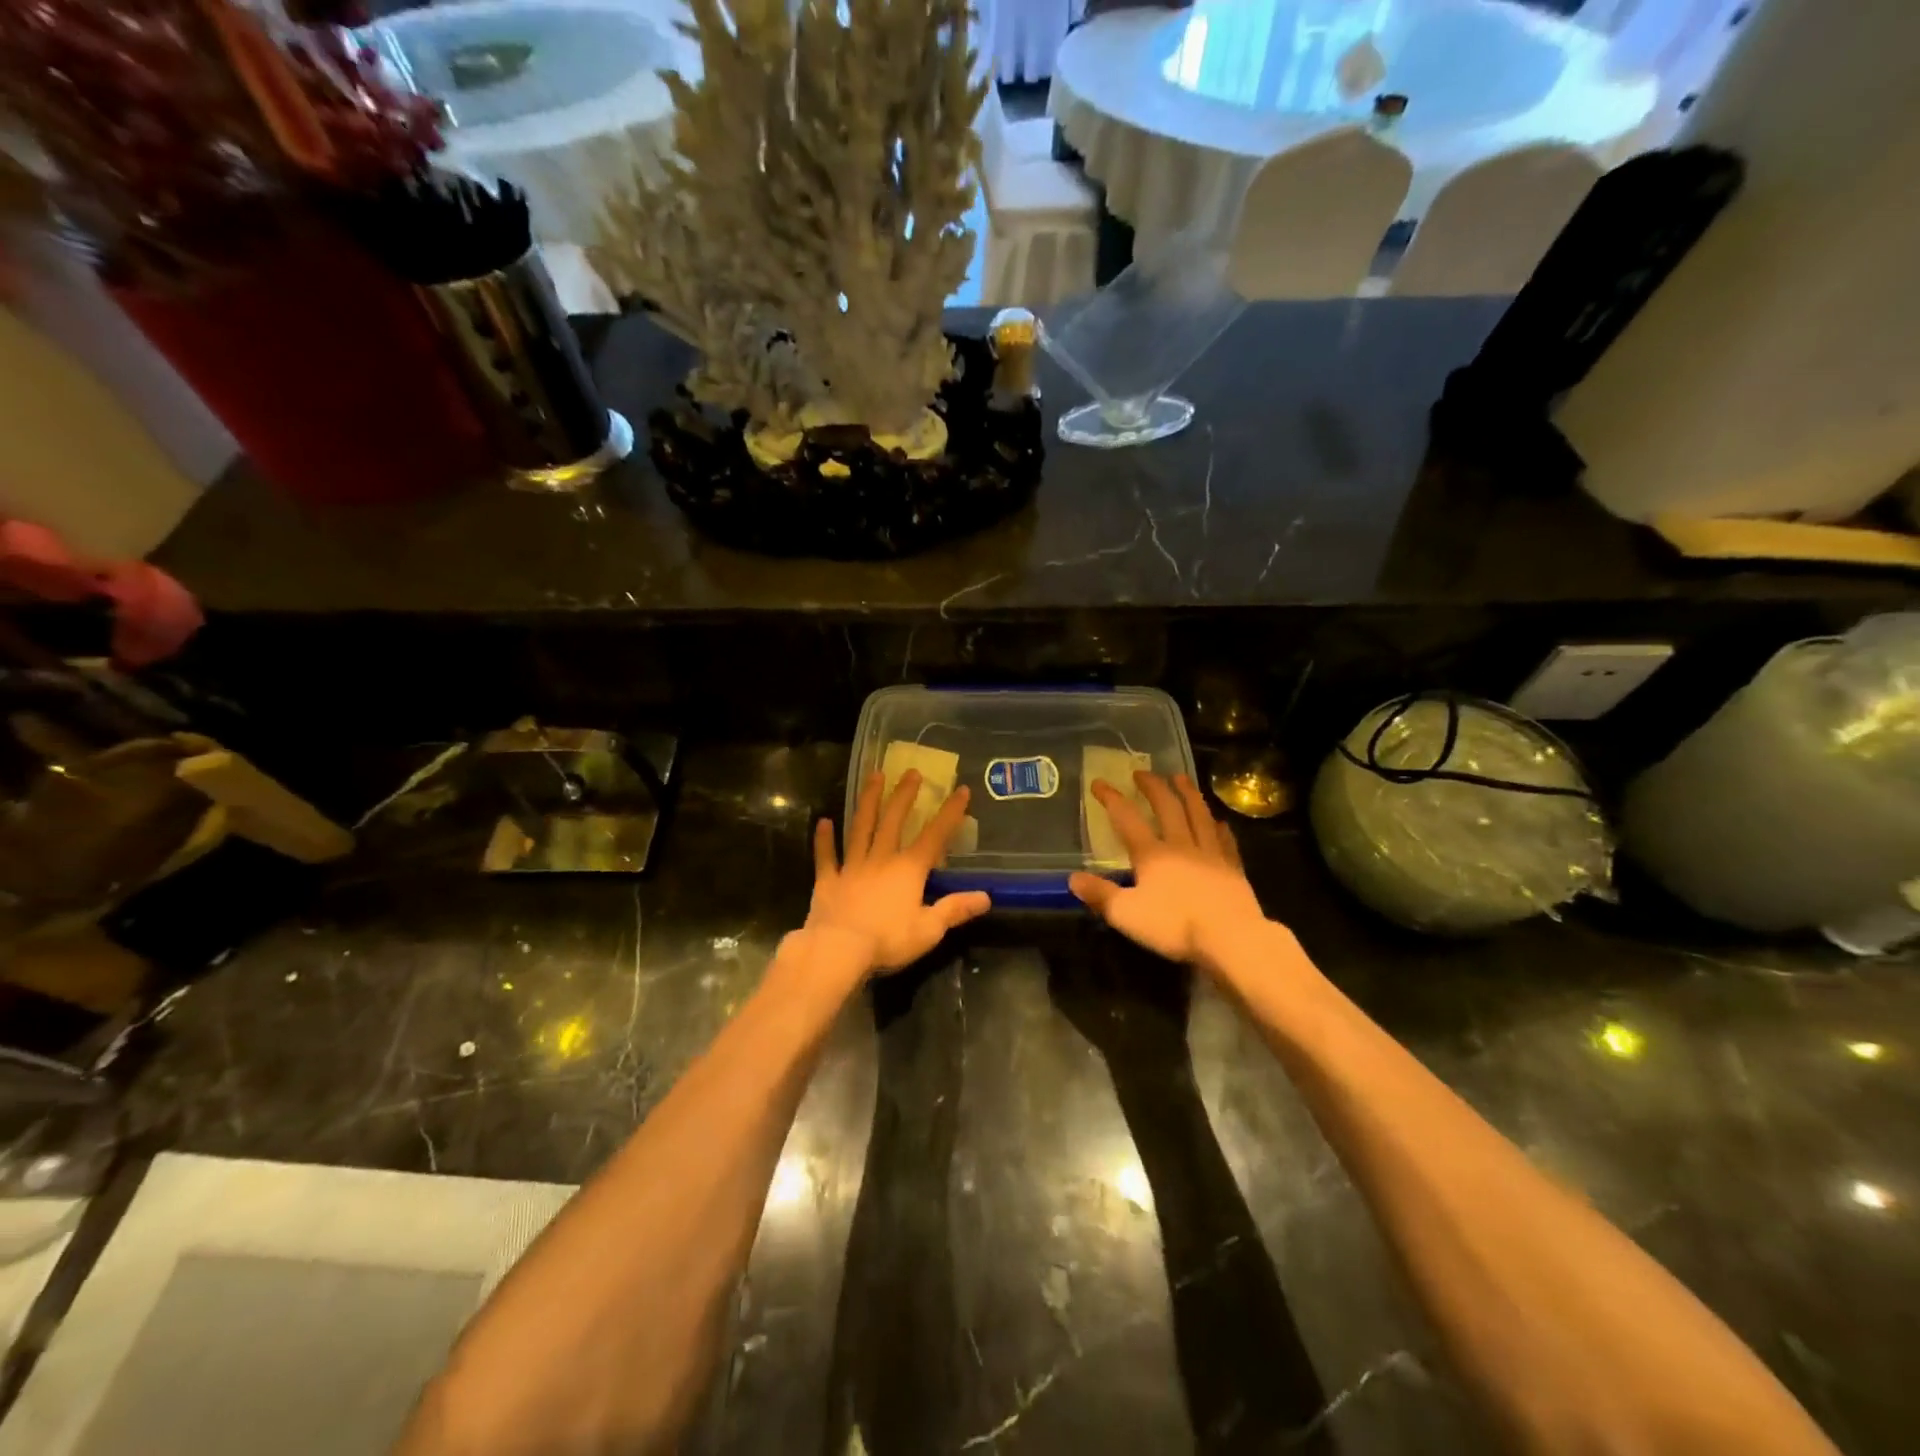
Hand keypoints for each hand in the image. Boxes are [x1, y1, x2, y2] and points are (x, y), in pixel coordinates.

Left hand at [808, 770, 991, 974]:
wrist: (838, 950)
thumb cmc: (888, 940)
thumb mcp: (929, 929)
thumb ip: (955, 909)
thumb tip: (986, 897)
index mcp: (909, 869)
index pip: (935, 835)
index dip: (950, 813)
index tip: (962, 790)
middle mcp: (881, 859)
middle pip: (893, 821)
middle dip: (904, 795)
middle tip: (911, 771)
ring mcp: (852, 867)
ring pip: (861, 828)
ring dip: (868, 802)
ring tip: (874, 776)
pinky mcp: (828, 880)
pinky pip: (826, 856)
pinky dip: (824, 839)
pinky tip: (823, 822)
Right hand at [1069, 772, 1268, 968]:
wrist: (1230, 938)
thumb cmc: (1174, 926)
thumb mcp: (1126, 915)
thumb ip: (1100, 894)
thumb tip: (1072, 878)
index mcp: (1152, 854)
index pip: (1127, 819)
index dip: (1112, 799)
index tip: (1100, 782)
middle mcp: (1181, 845)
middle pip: (1167, 808)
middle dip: (1153, 787)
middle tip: (1143, 772)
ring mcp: (1211, 854)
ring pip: (1198, 815)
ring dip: (1188, 793)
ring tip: (1180, 778)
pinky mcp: (1233, 868)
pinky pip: (1225, 840)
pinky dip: (1219, 827)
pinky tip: (1219, 821)